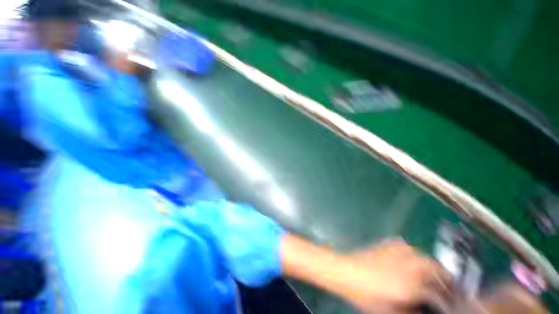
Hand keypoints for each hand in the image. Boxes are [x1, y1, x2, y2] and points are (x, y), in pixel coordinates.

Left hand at [340, 239, 451, 313]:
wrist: (345, 271)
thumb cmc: (364, 294)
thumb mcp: (387, 310)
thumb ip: (408, 311)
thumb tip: (421, 309)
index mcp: (407, 286)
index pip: (435, 291)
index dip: (444, 296)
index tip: (447, 299)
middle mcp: (404, 266)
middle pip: (432, 267)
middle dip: (443, 275)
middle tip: (446, 282)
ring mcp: (394, 253)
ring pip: (421, 254)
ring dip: (430, 262)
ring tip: (432, 270)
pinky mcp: (385, 245)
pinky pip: (404, 245)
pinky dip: (412, 252)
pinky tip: (411, 257)